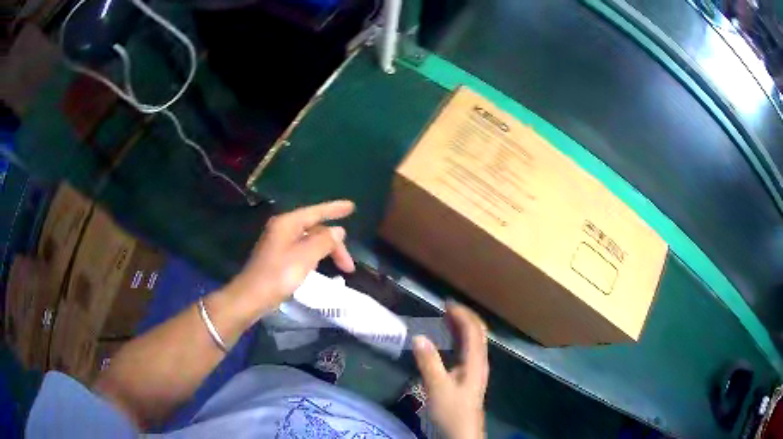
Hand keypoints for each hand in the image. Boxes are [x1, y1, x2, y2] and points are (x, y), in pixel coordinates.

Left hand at [224, 200, 355, 319]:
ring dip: (327, 251)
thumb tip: (338, 231)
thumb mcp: (305, 256)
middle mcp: (283, 228)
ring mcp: (279, 243)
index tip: (352, 207)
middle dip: (334, 243)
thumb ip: (324, 241)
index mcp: (288, 223)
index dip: (334, 209)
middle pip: (315, 229)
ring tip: (341, 267)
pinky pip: (303, 250)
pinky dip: (316, 256)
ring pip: (310, 241)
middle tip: (349, 265)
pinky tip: (321, 267)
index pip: (316, 211)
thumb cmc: (278, 275)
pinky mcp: (278, 257)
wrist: (252, 296)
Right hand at [413, 302, 488, 438]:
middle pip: (477, 333)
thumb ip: (429, 362)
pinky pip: (467, 350)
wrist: (462, 432)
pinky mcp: (469, 377)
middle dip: (463, 317)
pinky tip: (447, 342)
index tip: (446, 303)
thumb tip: (419, 336)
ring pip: (473, 341)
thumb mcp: (437, 387)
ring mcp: (476, 369)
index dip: (462, 314)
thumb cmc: (452, 410)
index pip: (473, 330)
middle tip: (445, 308)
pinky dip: (458, 340)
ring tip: (445, 318)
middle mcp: (479, 362)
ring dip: (461, 327)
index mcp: (475, 361)